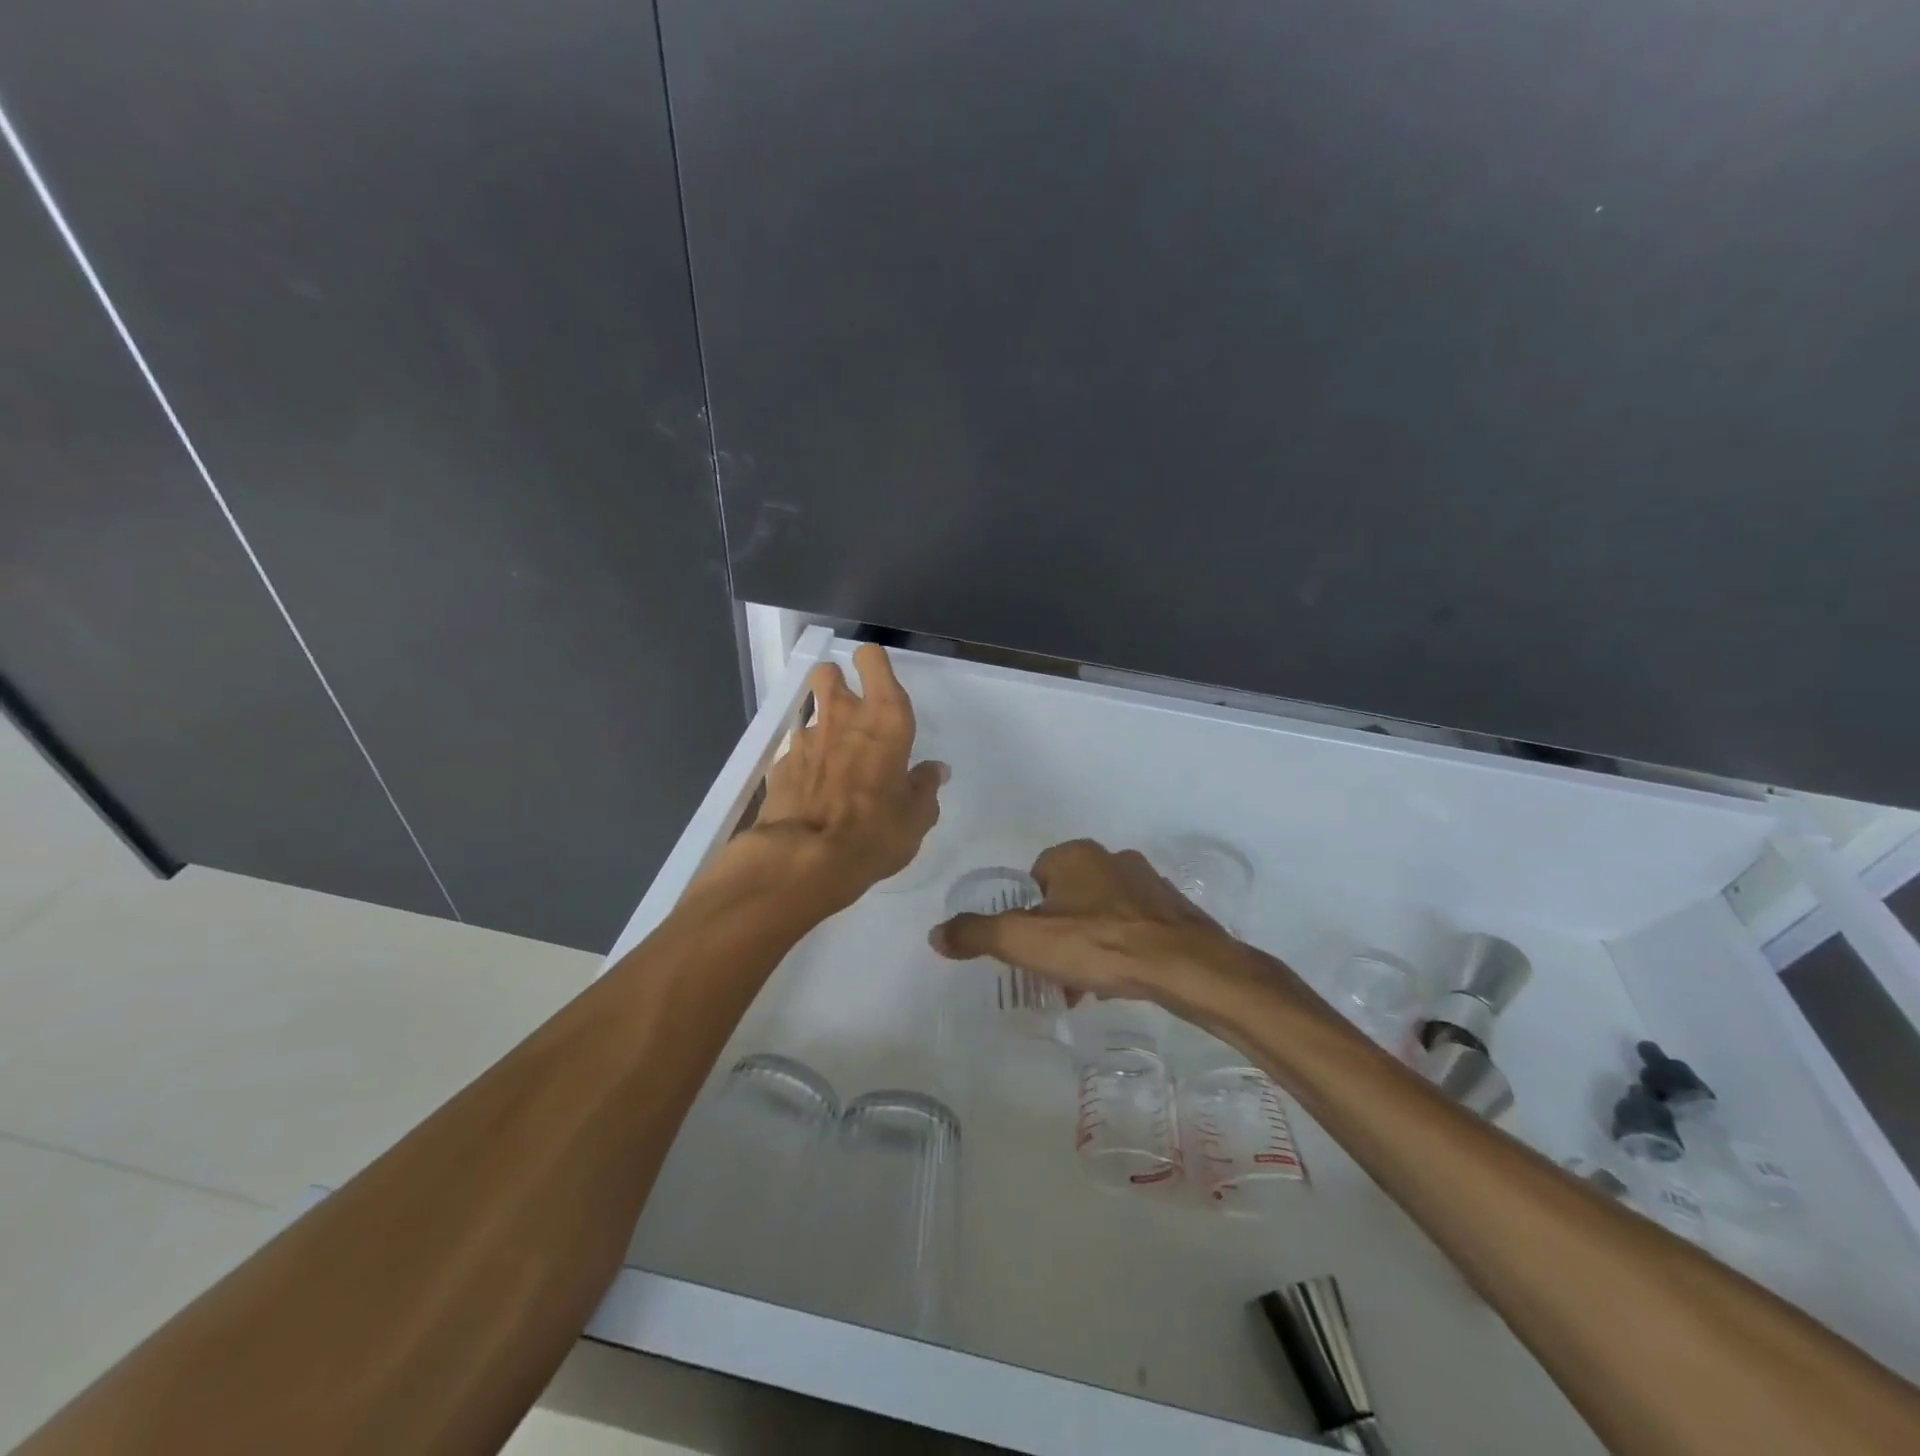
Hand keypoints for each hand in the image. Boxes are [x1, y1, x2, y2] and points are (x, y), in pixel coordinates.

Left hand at [736, 644, 945, 913]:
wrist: (805, 859)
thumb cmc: (875, 832)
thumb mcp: (917, 816)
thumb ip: (925, 786)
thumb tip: (934, 770)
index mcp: (885, 720)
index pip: (874, 661)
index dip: (873, 663)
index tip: (877, 678)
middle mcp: (843, 717)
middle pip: (829, 672)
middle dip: (837, 682)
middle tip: (851, 711)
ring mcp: (805, 738)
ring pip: (811, 712)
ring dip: (823, 727)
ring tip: (834, 762)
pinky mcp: (780, 764)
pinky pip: (796, 750)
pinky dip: (805, 762)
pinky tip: (812, 789)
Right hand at [930, 839, 1258, 1021]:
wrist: (1186, 967)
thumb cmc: (1099, 945)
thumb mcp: (1024, 941)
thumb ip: (976, 934)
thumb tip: (936, 933)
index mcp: (1075, 855)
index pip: (1036, 878)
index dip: (1028, 914)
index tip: (1032, 948)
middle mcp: (1112, 858)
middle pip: (1069, 896)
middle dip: (1059, 931)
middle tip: (1058, 970)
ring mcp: (1148, 882)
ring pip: (1102, 912)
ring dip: (1090, 941)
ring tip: (1091, 983)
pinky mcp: (1173, 909)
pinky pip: (1134, 926)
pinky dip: (1122, 947)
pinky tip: (1122, 977)